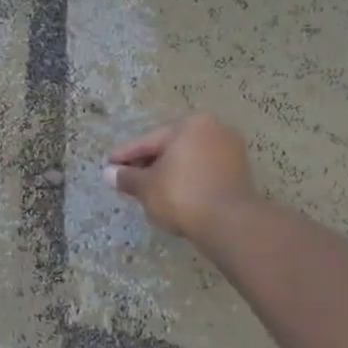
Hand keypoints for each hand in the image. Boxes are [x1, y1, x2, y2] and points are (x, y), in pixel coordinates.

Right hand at [104, 113, 258, 239]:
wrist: (229, 223)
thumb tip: (109, 174)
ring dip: (165, 174)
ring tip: (145, 191)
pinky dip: (185, 181)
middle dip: (146, 165)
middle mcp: (213, 130)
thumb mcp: (146, 186)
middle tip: (125, 181)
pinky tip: (170, 196)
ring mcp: (230, 151)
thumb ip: (126, 177)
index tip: (108, 165)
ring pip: (186, 161)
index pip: (148, 141)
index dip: (125, 155)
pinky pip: (202, 172)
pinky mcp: (239, 173)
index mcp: (190, 125)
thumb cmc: (181, 195)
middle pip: (169, 148)